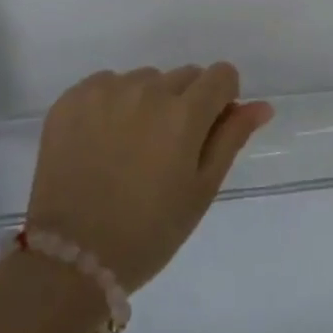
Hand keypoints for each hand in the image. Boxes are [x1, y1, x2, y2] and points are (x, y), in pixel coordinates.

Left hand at [25, 64, 272, 293]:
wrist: (71, 258)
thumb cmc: (149, 232)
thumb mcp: (201, 190)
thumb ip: (231, 138)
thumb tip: (261, 105)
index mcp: (184, 113)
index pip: (221, 75)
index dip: (222, 100)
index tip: (208, 130)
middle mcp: (146, 90)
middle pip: (183, 76)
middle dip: (185, 103)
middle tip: (167, 150)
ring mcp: (105, 91)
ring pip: (144, 80)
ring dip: (148, 102)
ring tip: (131, 148)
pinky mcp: (72, 98)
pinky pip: (106, 84)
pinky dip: (111, 104)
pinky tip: (102, 142)